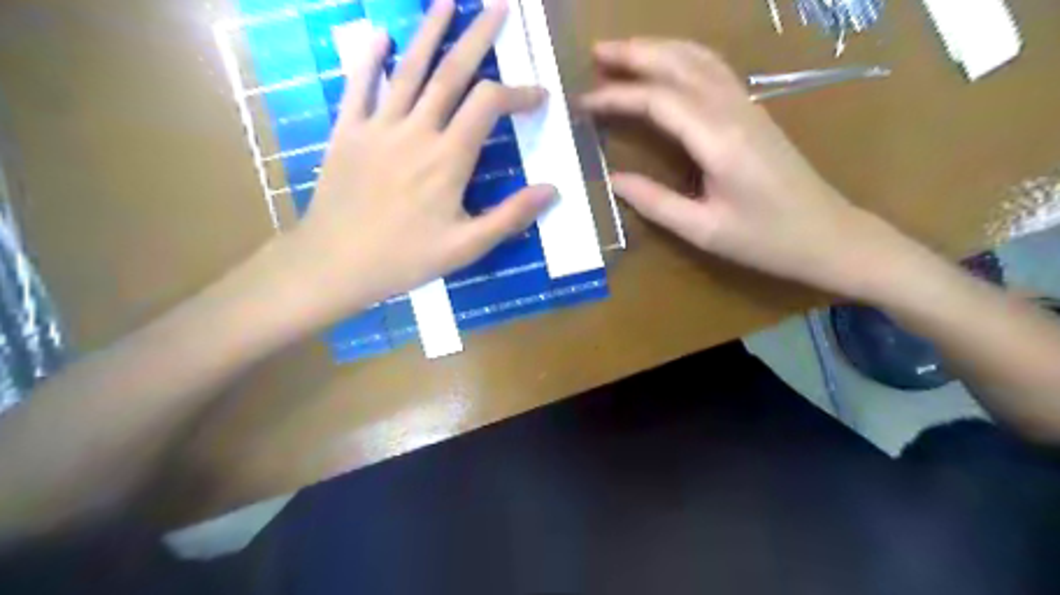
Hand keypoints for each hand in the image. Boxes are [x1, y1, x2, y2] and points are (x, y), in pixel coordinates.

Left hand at [272, 0, 555, 325]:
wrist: (335, 263)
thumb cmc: (405, 259)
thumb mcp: (466, 247)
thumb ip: (510, 216)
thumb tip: (552, 189)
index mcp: (448, 158)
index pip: (489, 105)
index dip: (518, 93)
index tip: (539, 96)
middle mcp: (416, 131)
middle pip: (452, 72)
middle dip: (479, 37)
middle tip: (499, 6)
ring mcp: (378, 127)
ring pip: (409, 69)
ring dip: (430, 32)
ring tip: (447, 0)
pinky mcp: (347, 132)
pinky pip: (359, 87)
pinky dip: (370, 59)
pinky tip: (380, 35)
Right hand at [579, 37, 910, 299]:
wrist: (828, 235)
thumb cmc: (766, 240)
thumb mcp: (704, 230)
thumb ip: (655, 202)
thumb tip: (612, 180)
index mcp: (719, 140)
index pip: (658, 101)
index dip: (617, 97)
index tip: (583, 103)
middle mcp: (733, 111)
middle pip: (679, 64)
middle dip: (635, 53)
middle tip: (594, 54)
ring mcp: (747, 106)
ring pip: (698, 59)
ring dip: (658, 49)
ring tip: (622, 53)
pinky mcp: (753, 113)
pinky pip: (713, 70)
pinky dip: (682, 58)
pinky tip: (666, 67)